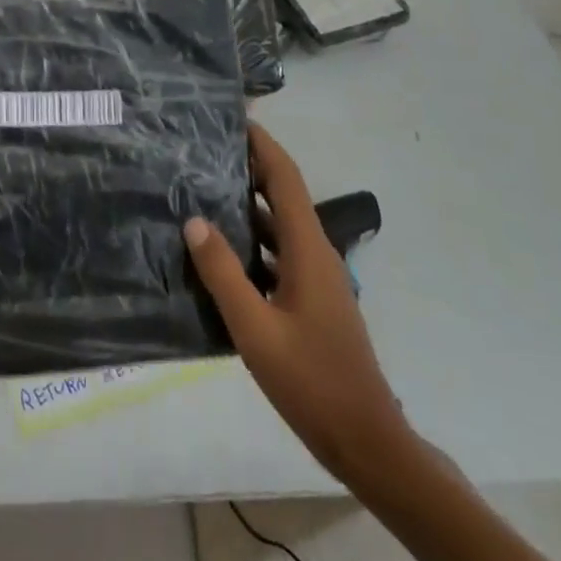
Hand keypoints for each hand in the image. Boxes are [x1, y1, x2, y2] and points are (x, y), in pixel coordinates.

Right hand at [184, 123, 406, 476]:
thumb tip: (194, 219)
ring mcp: (315, 277)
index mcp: (308, 249)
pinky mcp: (310, 298)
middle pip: (283, 193)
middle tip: (204, 148)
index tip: (232, 118)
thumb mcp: (256, 329)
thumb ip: (223, 273)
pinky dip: (252, 237)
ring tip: (203, 187)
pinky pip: (278, 251)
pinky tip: (220, 247)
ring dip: (248, 201)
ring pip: (279, 223)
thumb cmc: (312, 382)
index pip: (285, 178)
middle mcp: (315, 252)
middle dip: (249, 165)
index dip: (262, 144)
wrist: (366, 441)